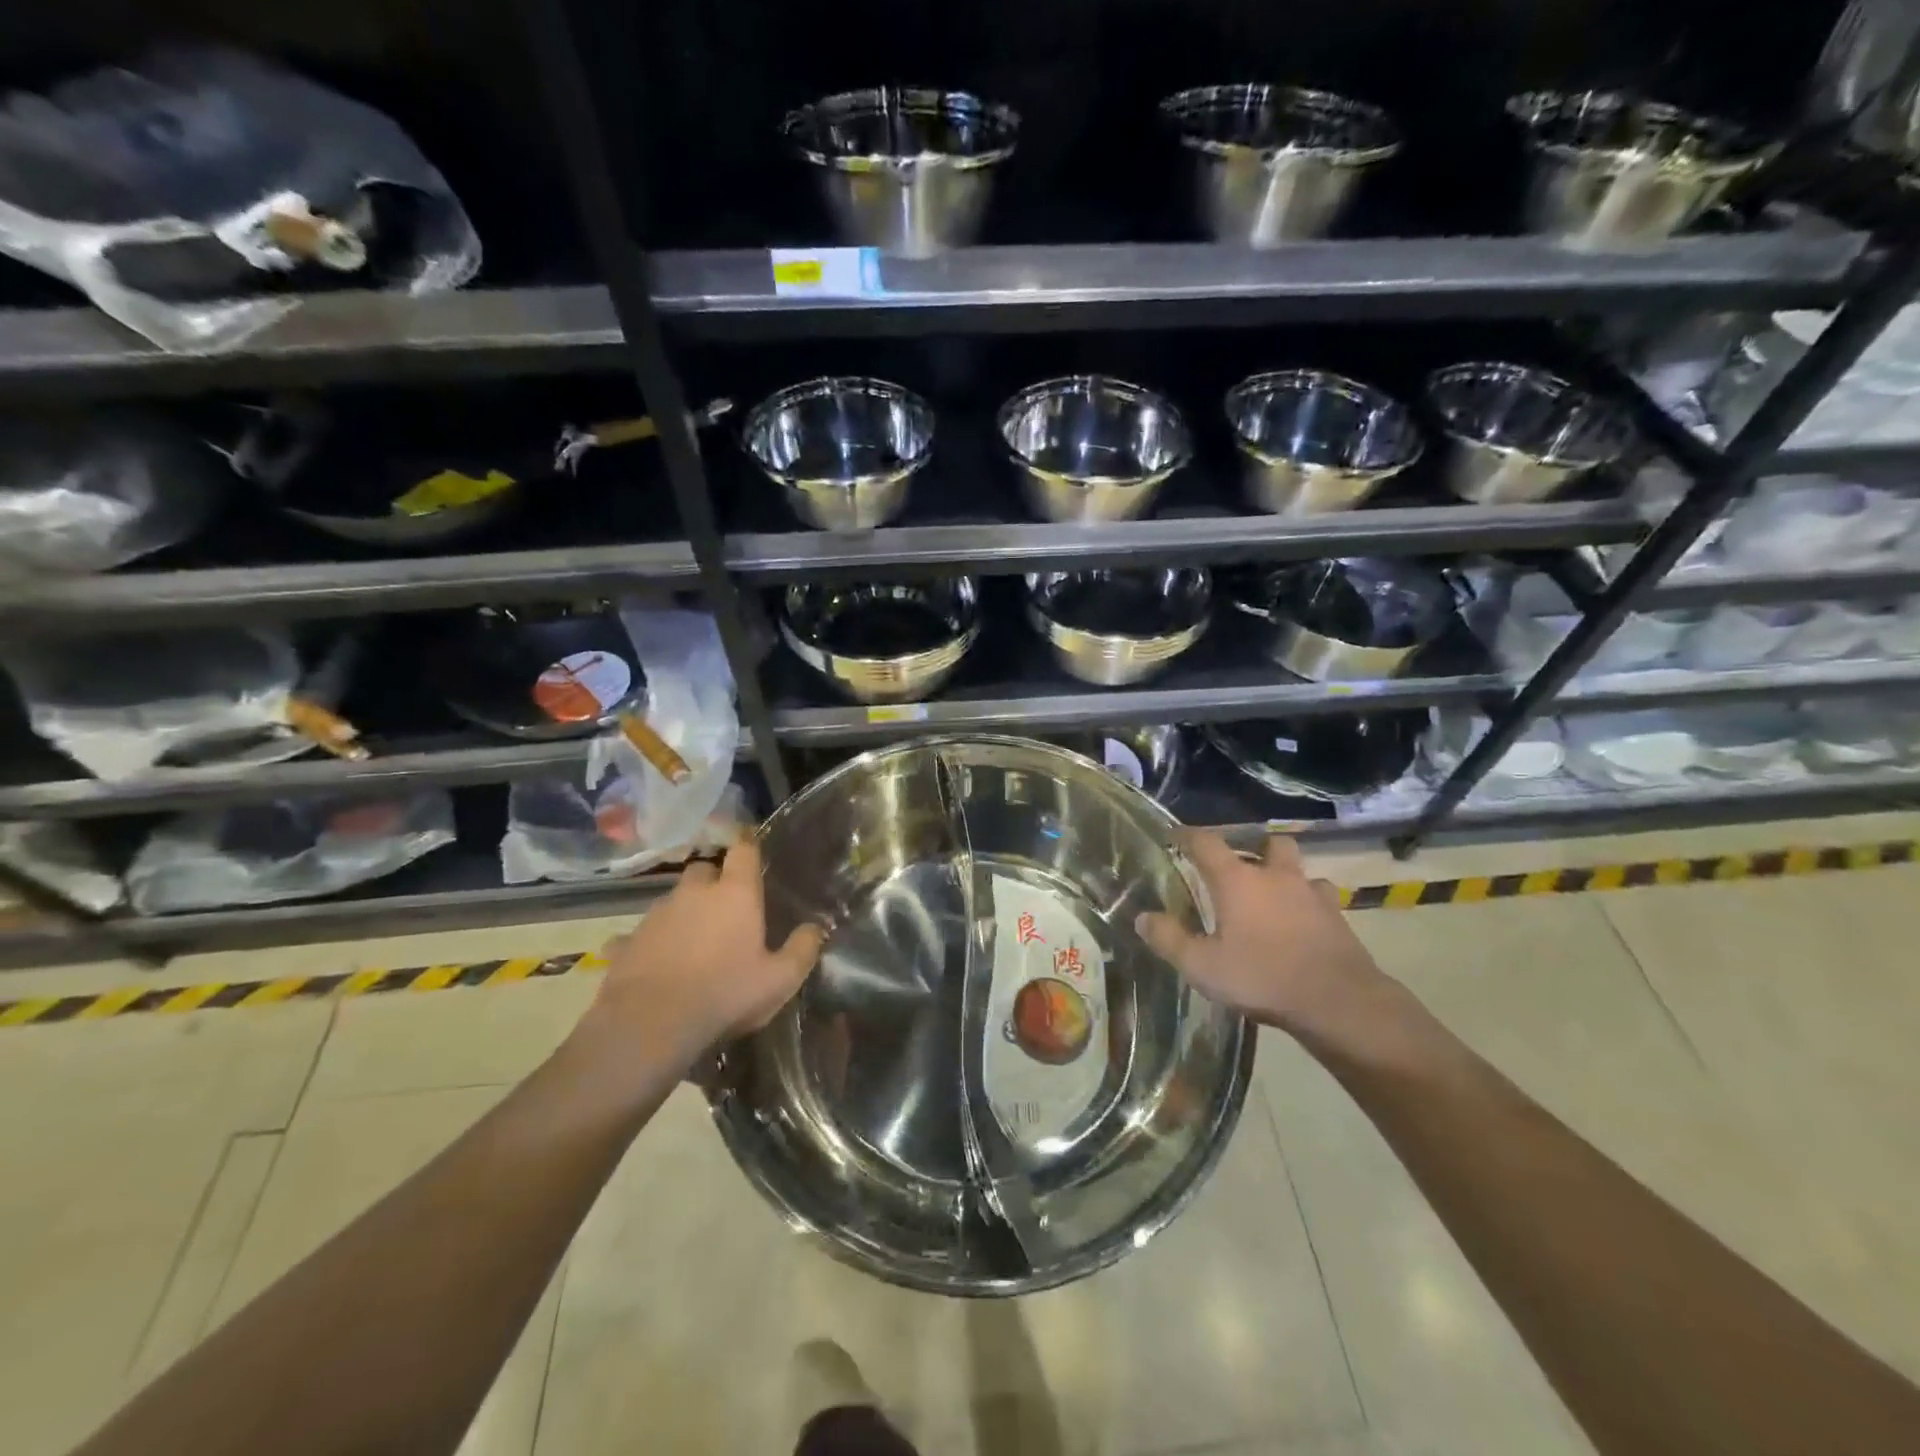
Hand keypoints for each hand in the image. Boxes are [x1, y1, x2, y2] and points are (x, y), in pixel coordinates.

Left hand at [586, 838, 823, 1067]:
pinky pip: (640, 935)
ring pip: (672, 900)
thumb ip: (802, 950)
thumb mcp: (779, 980)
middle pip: (703, 870)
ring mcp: (655, 915)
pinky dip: (649, 944)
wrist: (650, 1024)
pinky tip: (654, 965)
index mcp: (735, 894)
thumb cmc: (725, 994)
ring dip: (683, 913)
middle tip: (725, 908)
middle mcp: (693, 893)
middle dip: (713, 881)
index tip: (752, 851)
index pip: (743, 851)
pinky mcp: (625, 942)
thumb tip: (815, 928)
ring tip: (692, 943)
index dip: (748, 848)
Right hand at [1136, 831, 1383, 1034]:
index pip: (1206, 842)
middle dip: (1252, 846)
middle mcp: (1275, 876)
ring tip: (1272, 894)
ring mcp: (1311, 893)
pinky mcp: (1337, 916)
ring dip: (1284, 874)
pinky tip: (1302, 921)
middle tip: (1238, 866)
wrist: (1338, 1001)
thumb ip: (1169, 940)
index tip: (1173, 835)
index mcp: (1237, 881)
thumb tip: (1142, 918)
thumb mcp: (1202, 966)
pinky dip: (1308, 902)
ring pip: (1298, 868)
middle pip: (1267, 842)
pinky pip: (1320, 897)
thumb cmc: (1262, 977)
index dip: (1187, 835)